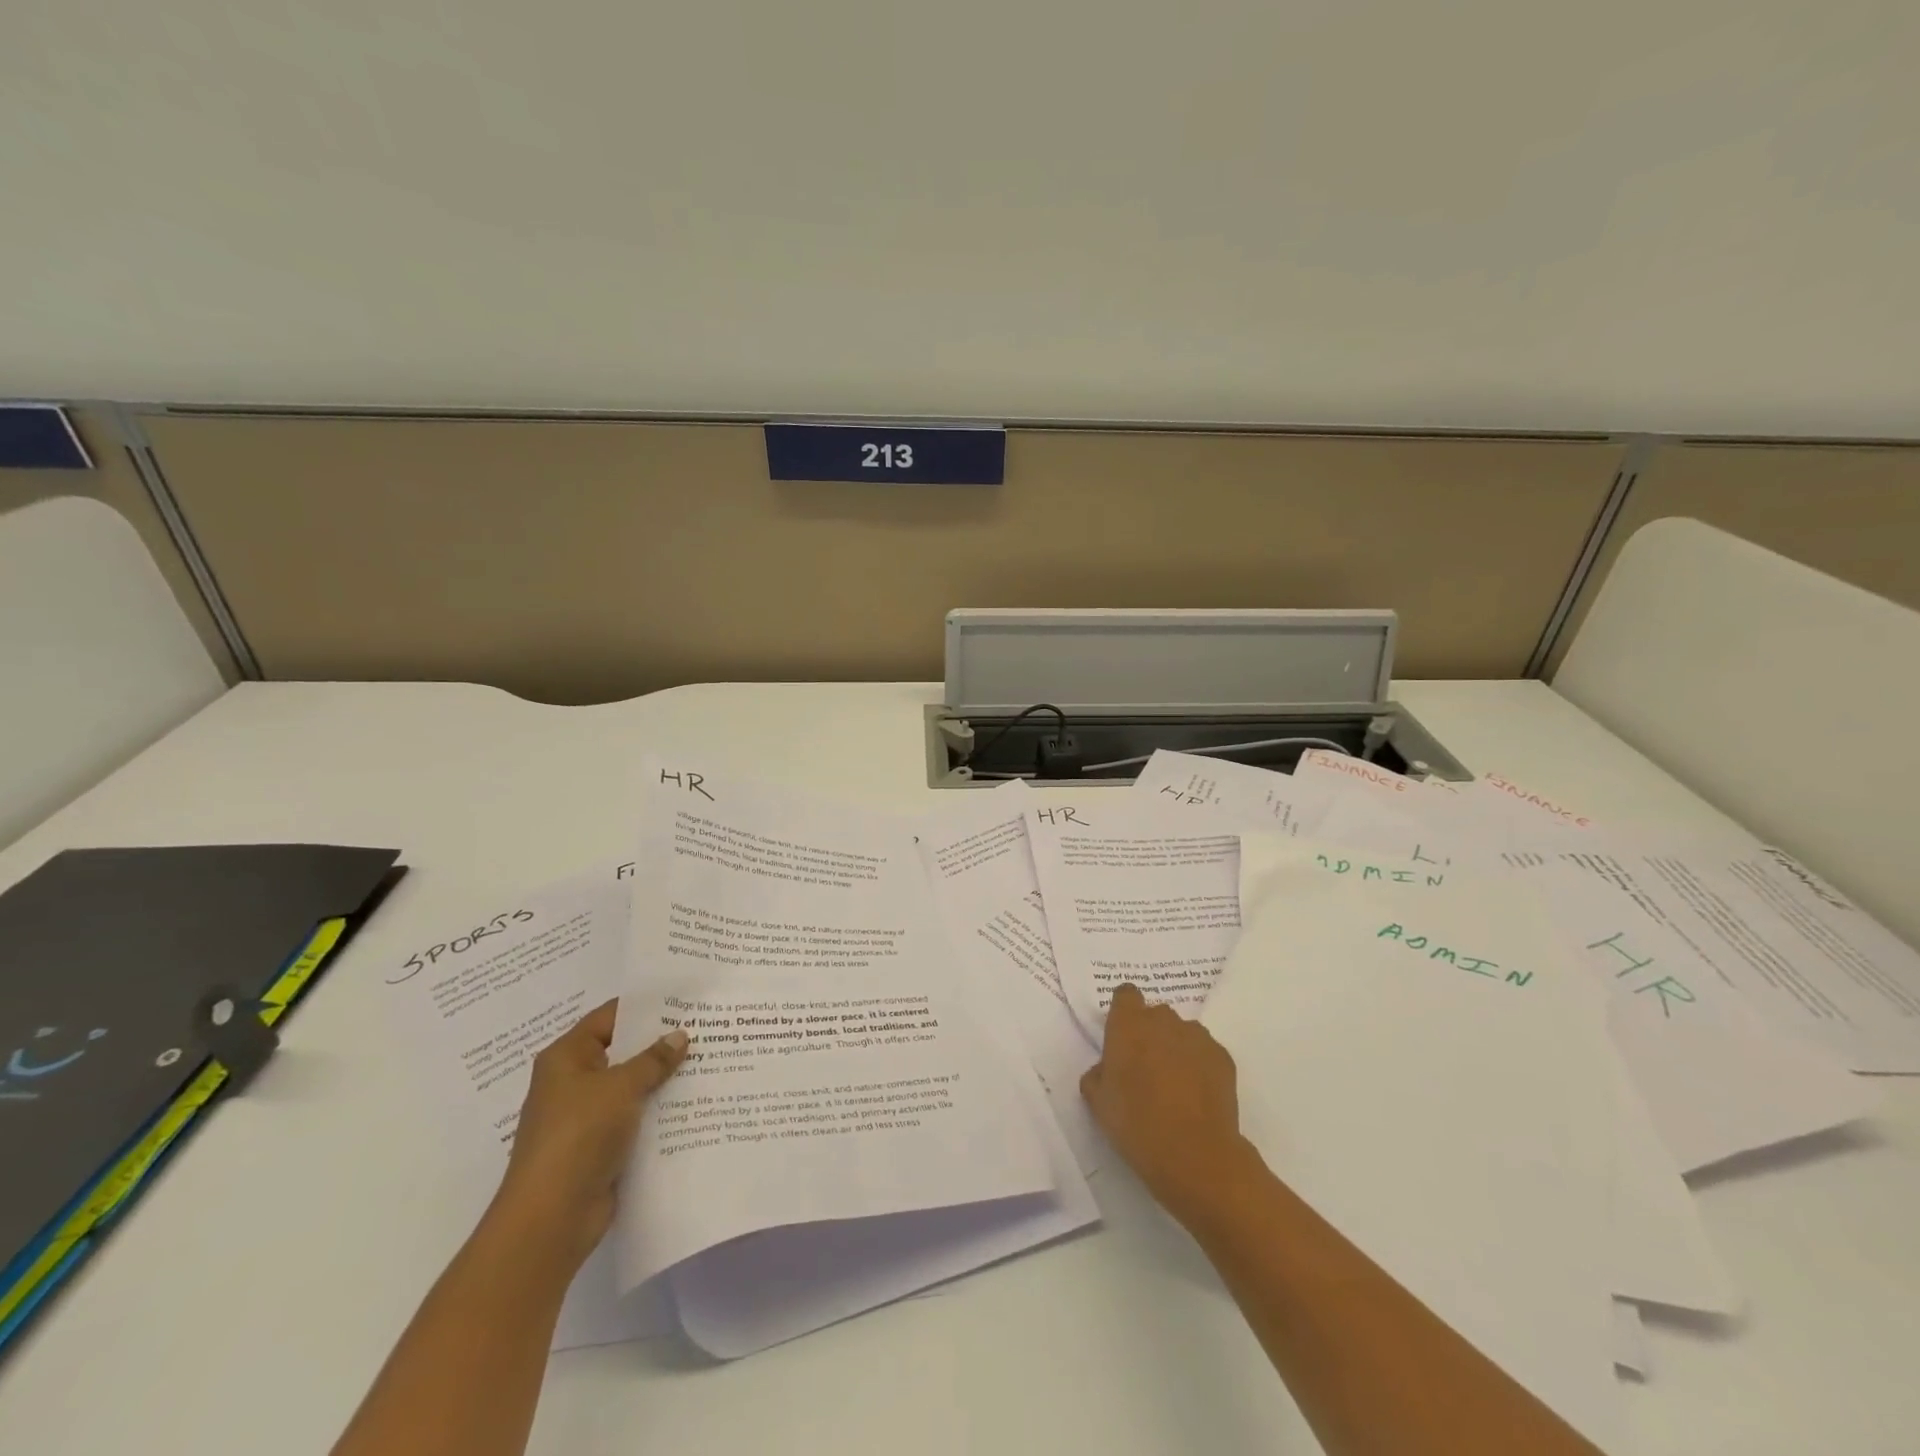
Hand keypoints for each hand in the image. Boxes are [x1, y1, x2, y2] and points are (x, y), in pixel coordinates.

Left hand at [492, 1000, 688, 1270]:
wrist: (551, 1218)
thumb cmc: (578, 1136)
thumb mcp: (620, 1087)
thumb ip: (653, 1059)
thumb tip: (679, 1035)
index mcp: (566, 1058)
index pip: (609, 1017)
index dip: (645, 1006)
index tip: (683, 999)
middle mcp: (572, 1082)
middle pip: (622, 1051)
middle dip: (659, 1043)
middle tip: (705, 1027)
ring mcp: (586, 1117)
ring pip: (631, 1087)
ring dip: (662, 1079)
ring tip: (708, 1060)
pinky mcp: (600, 1147)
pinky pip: (634, 1118)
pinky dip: (658, 1111)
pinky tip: (693, 1102)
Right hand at [1080, 984, 1257, 1230]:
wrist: (1196, 1155)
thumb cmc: (1136, 1124)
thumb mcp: (1098, 1102)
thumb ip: (1097, 1074)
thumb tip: (1107, 1068)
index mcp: (1128, 1024)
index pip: (1125, 995)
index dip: (1123, 1012)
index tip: (1121, 1037)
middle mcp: (1163, 1020)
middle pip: (1155, 1014)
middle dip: (1149, 1033)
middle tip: (1145, 1069)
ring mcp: (1197, 1036)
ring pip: (1182, 1033)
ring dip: (1175, 1048)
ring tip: (1175, 1086)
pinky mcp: (1223, 1057)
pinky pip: (1205, 1052)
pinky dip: (1200, 1066)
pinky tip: (1197, 1097)